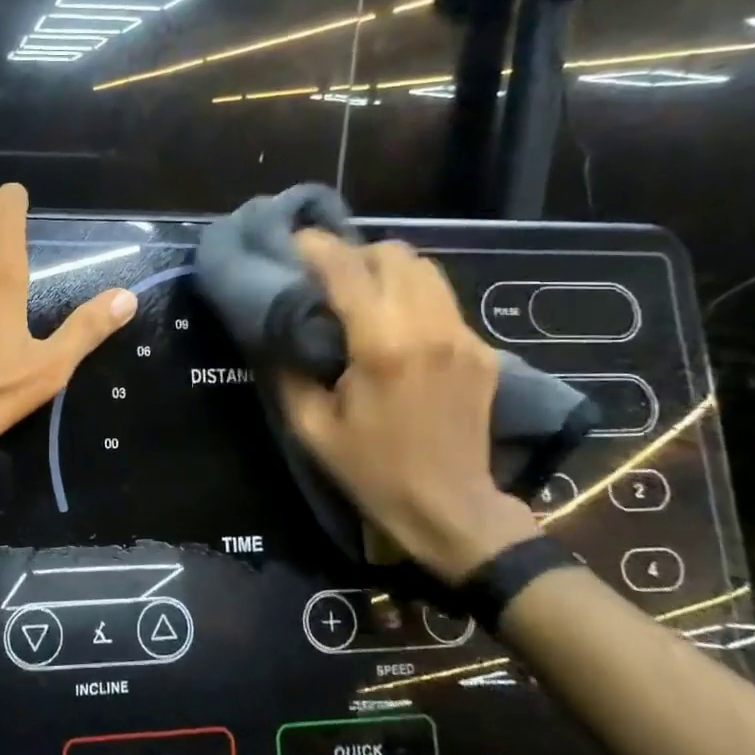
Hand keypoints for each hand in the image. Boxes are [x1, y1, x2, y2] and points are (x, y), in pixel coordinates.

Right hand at [277, 232, 535, 582]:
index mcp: (381, 347)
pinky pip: (442, 301)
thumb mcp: (311, 427)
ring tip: (361, 294)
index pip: (347, 269)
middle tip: (327, 278)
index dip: (316, 247)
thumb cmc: (372, 471)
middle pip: (394, 254)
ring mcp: (462, 337)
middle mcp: (428, 329)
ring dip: (387, 270)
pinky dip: (412, 297)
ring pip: (425, 269)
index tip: (292, 243)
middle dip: (355, 254)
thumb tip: (272, 332)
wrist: (451, 510)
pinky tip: (394, 328)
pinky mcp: (481, 351)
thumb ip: (287, 371)